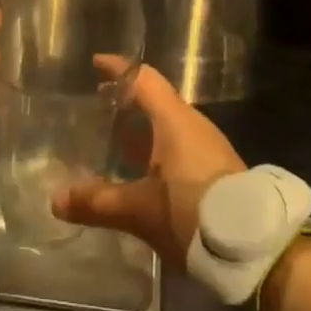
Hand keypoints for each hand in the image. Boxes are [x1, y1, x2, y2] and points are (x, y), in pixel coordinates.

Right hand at [53, 64, 244, 269]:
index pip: (144, 79)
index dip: (119, 69)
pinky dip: (156, 147)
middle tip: (98, 104)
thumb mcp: (140, 210)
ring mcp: (208, 148)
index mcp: (174, 120)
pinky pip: (179, 145)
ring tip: (115, 138)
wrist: (255, 248)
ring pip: (168, 125)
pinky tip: (142, 171)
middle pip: (156, 100)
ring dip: (143, 127)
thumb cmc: (193, 213)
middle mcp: (192, 125)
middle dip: (127, 100)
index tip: (97, 62)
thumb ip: (98, 202)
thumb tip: (55, 199)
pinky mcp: (217, 171)